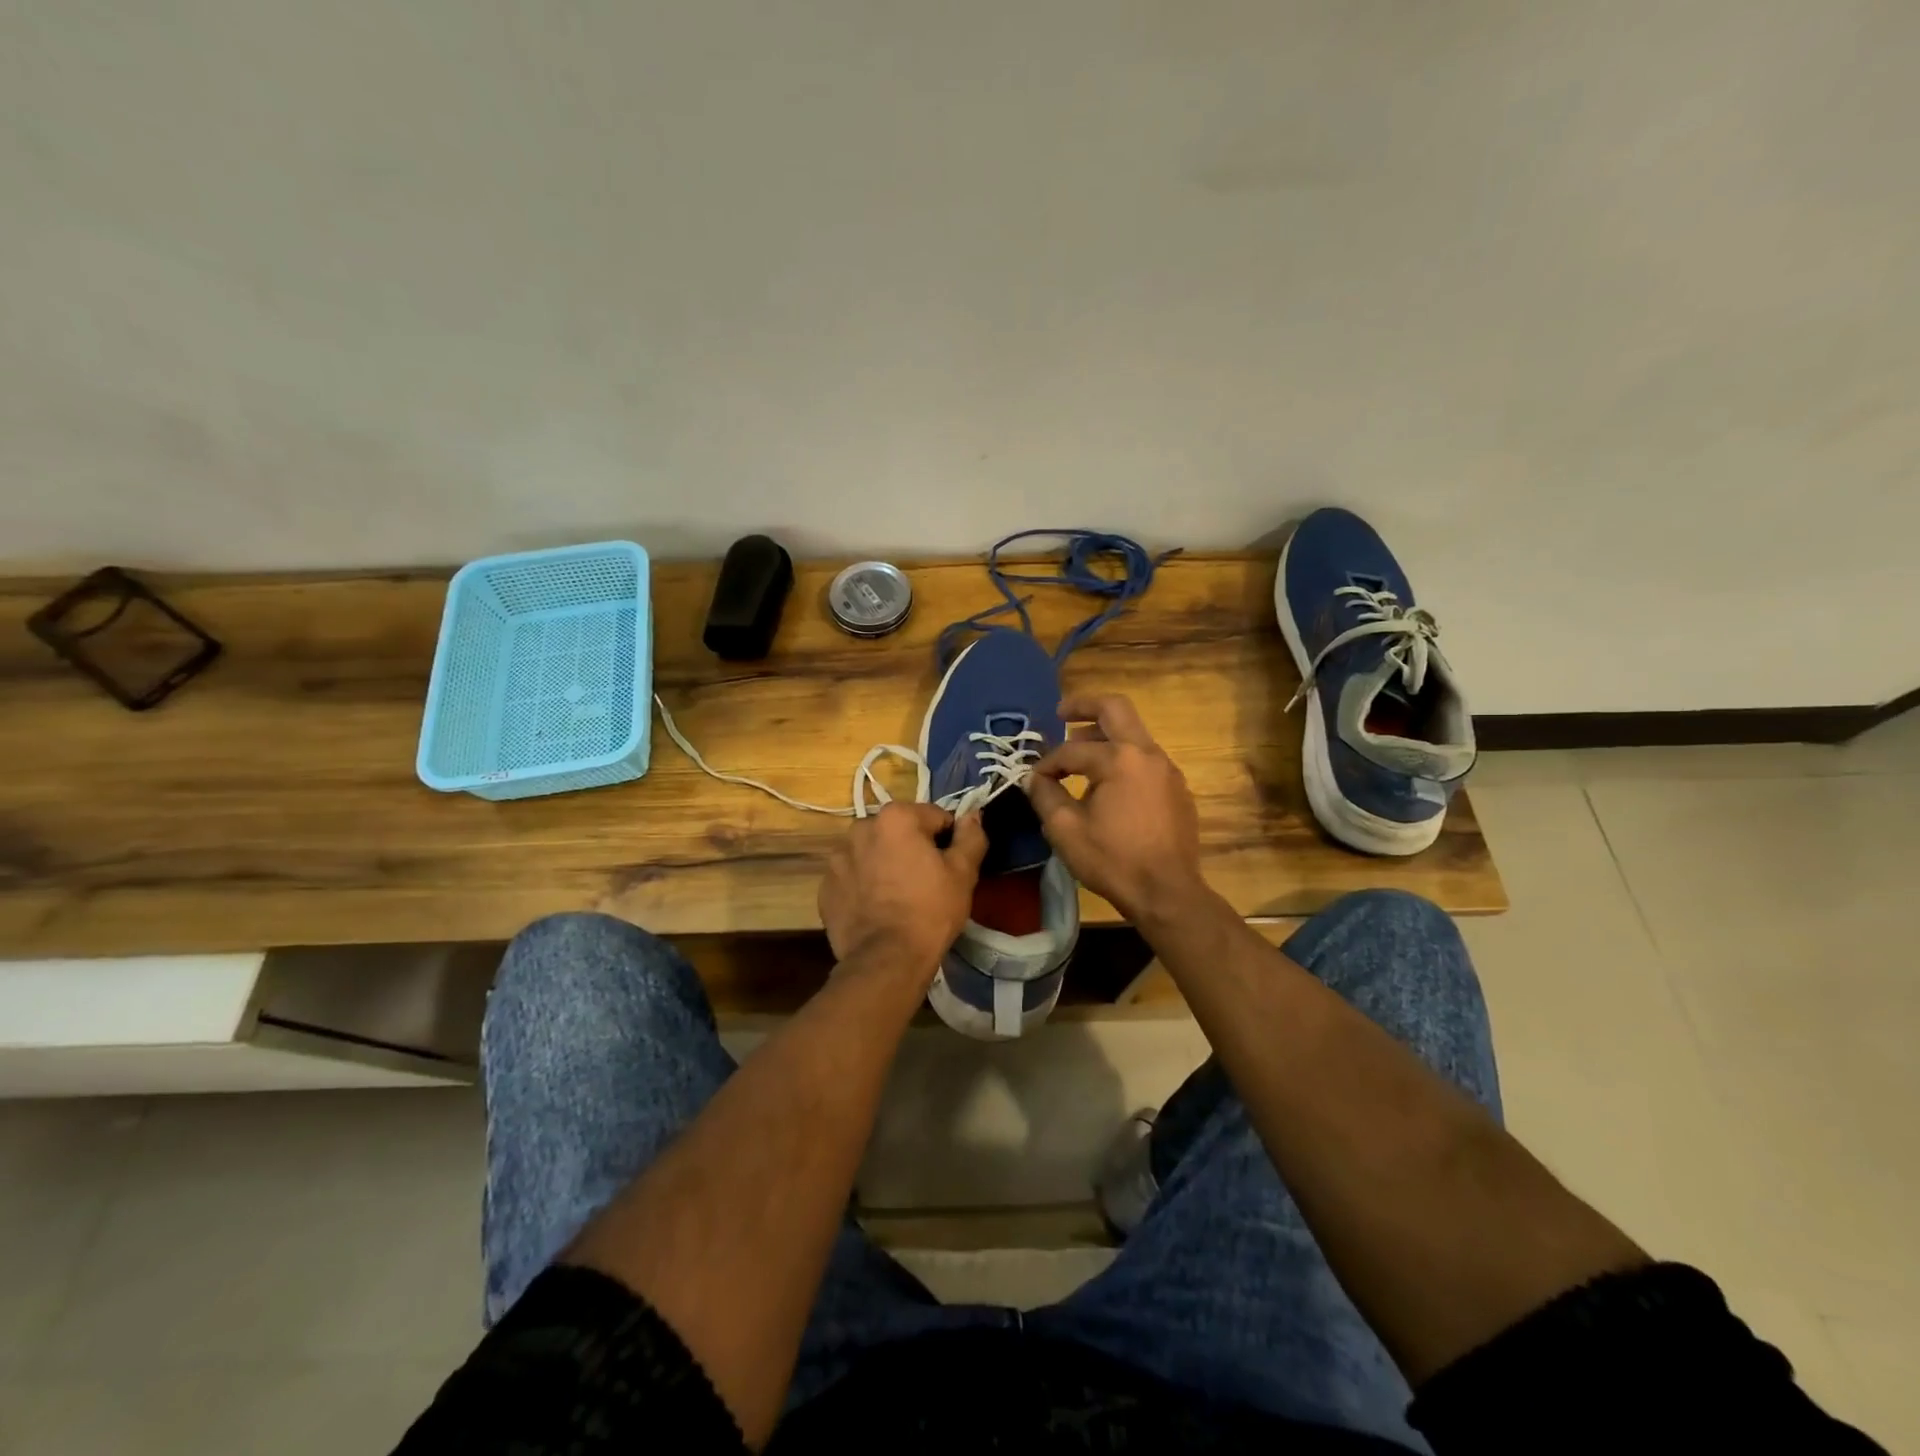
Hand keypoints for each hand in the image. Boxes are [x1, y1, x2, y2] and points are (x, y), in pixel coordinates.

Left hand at [818, 803, 988, 977]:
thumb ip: (971, 836)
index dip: (948, 841)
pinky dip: (864, 885)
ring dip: (885, 864)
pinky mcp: (826, 886)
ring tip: (898, 897)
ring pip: (873, 852)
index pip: (934, 817)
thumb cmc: (930, 910)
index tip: (950, 867)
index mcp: (896, 817)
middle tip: (925, 882)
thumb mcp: (963, 873)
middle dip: (912, 848)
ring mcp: (837, 858)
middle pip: (899, 831)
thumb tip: (972, 815)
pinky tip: (877, 908)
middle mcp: (861, 828)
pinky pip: (853, 876)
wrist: (886, 960)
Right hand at [1024, 694, 1206, 925]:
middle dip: (1084, 706)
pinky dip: (1122, 760)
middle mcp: (1148, 754)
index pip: (1072, 749)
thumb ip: (1045, 795)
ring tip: (1079, 756)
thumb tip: (1034, 778)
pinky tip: (1107, 787)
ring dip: (1104, 737)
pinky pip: (1145, 761)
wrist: (1168, 893)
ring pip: (1133, 735)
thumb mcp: (1065, 830)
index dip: (1047, 762)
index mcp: (1119, 759)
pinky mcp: (1177, 790)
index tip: (1034, 780)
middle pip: (1115, 709)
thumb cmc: (1113, 860)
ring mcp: (1168, 770)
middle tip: (1060, 713)